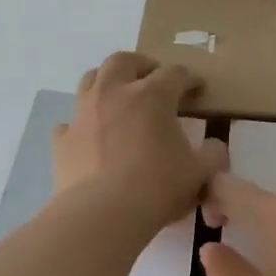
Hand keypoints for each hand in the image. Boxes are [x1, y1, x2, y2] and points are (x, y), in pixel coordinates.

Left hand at [53, 52, 226, 231]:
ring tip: (119, 98)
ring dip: (107, 82)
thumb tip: (213, 146)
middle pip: (123, 61)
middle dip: (141, 65)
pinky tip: (90, 137)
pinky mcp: (62, 139)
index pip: (174, 74)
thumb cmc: (158, 188)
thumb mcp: (200, 172)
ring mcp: (83, 114)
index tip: (196, 88)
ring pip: (91, 80)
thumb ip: (212, 154)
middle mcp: (113, 93)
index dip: (189, 78)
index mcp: (152, 96)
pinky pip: (70, 122)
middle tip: (152, 78)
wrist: (103, 214)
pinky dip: (82, 124)